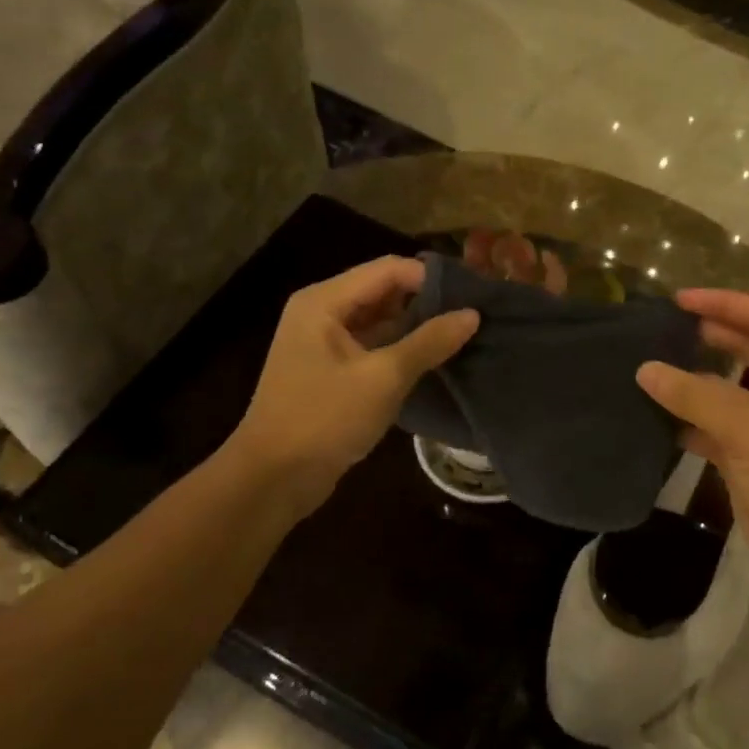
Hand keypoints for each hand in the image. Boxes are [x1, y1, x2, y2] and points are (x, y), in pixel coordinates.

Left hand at [231, 257, 478, 514]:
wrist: (274, 478)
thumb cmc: (324, 420)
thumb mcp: (383, 379)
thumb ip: (429, 342)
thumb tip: (472, 314)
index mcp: (324, 301)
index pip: (389, 269)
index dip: (431, 278)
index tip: (474, 294)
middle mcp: (323, 312)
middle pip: (384, 291)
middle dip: (427, 301)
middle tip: (475, 316)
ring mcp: (326, 343)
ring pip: (382, 321)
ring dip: (418, 327)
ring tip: (465, 335)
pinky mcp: (333, 371)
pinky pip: (375, 347)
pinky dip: (403, 350)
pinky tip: (437, 360)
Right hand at [636, 290, 748, 582]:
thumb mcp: (746, 427)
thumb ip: (693, 395)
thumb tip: (645, 369)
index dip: (726, 304)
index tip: (681, 299)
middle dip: (711, 336)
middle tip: (666, 326)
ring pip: (731, 390)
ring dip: (697, 380)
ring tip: (655, 364)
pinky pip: (718, 425)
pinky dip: (691, 419)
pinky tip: (658, 415)